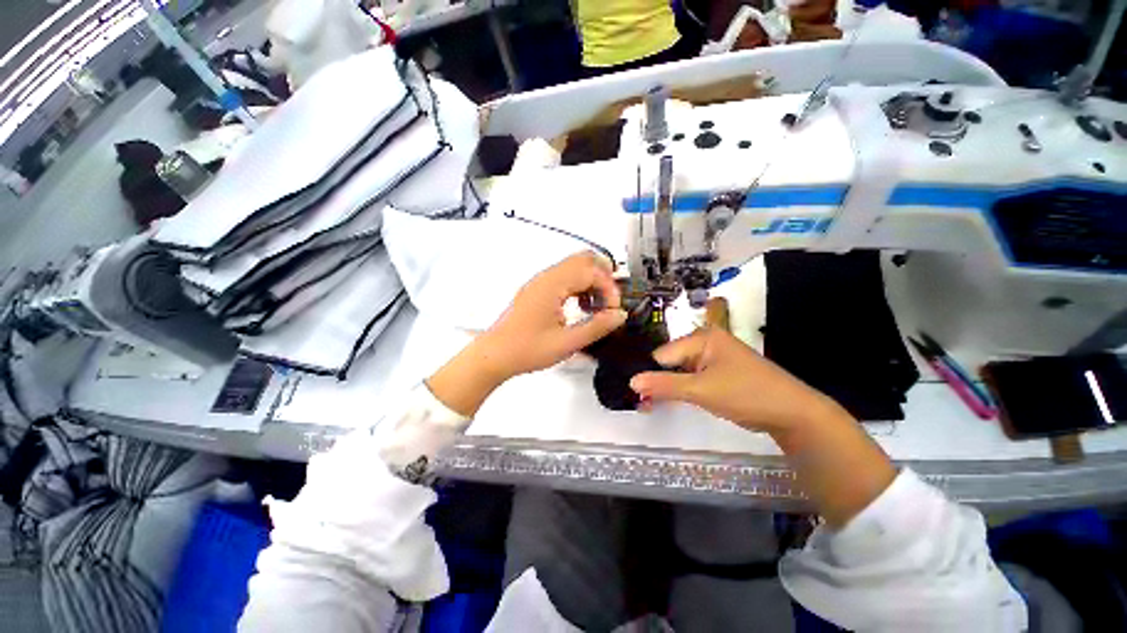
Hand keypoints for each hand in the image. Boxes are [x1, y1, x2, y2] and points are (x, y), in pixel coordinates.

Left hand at [476, 251, 628, 379]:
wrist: (495, 355)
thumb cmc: (527, 349)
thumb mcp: (566, 343)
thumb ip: (597, 327)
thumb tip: (619, 315)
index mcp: (553, 285)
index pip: (591, 271)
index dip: (609, 288)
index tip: (613, 311)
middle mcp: (547, 277)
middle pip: (584, 260)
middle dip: (603, 277)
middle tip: (609, 302)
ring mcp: (541, 282)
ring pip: (575, 267)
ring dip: (591, 282)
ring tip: (596, 307)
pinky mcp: (538, 290)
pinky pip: (565, 277)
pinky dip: (579, 286)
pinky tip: (581, 307)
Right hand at [629, 327, 835, 433]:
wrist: (792, 413)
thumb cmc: (746, 394)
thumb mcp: (701, 390)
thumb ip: (664, 385)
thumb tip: (630, 382)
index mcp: (701, 337)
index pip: (663, 354)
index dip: (649, 373)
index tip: (636, 394)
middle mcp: (704, 343)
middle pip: (669, 361)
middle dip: (656, 382)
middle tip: (641, 403)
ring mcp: (711, 358)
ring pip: (678, 371)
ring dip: (665, 388)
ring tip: (648, 405)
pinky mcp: (716, 373)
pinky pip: (690, 379)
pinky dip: (679, 390)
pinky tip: (665, 401)